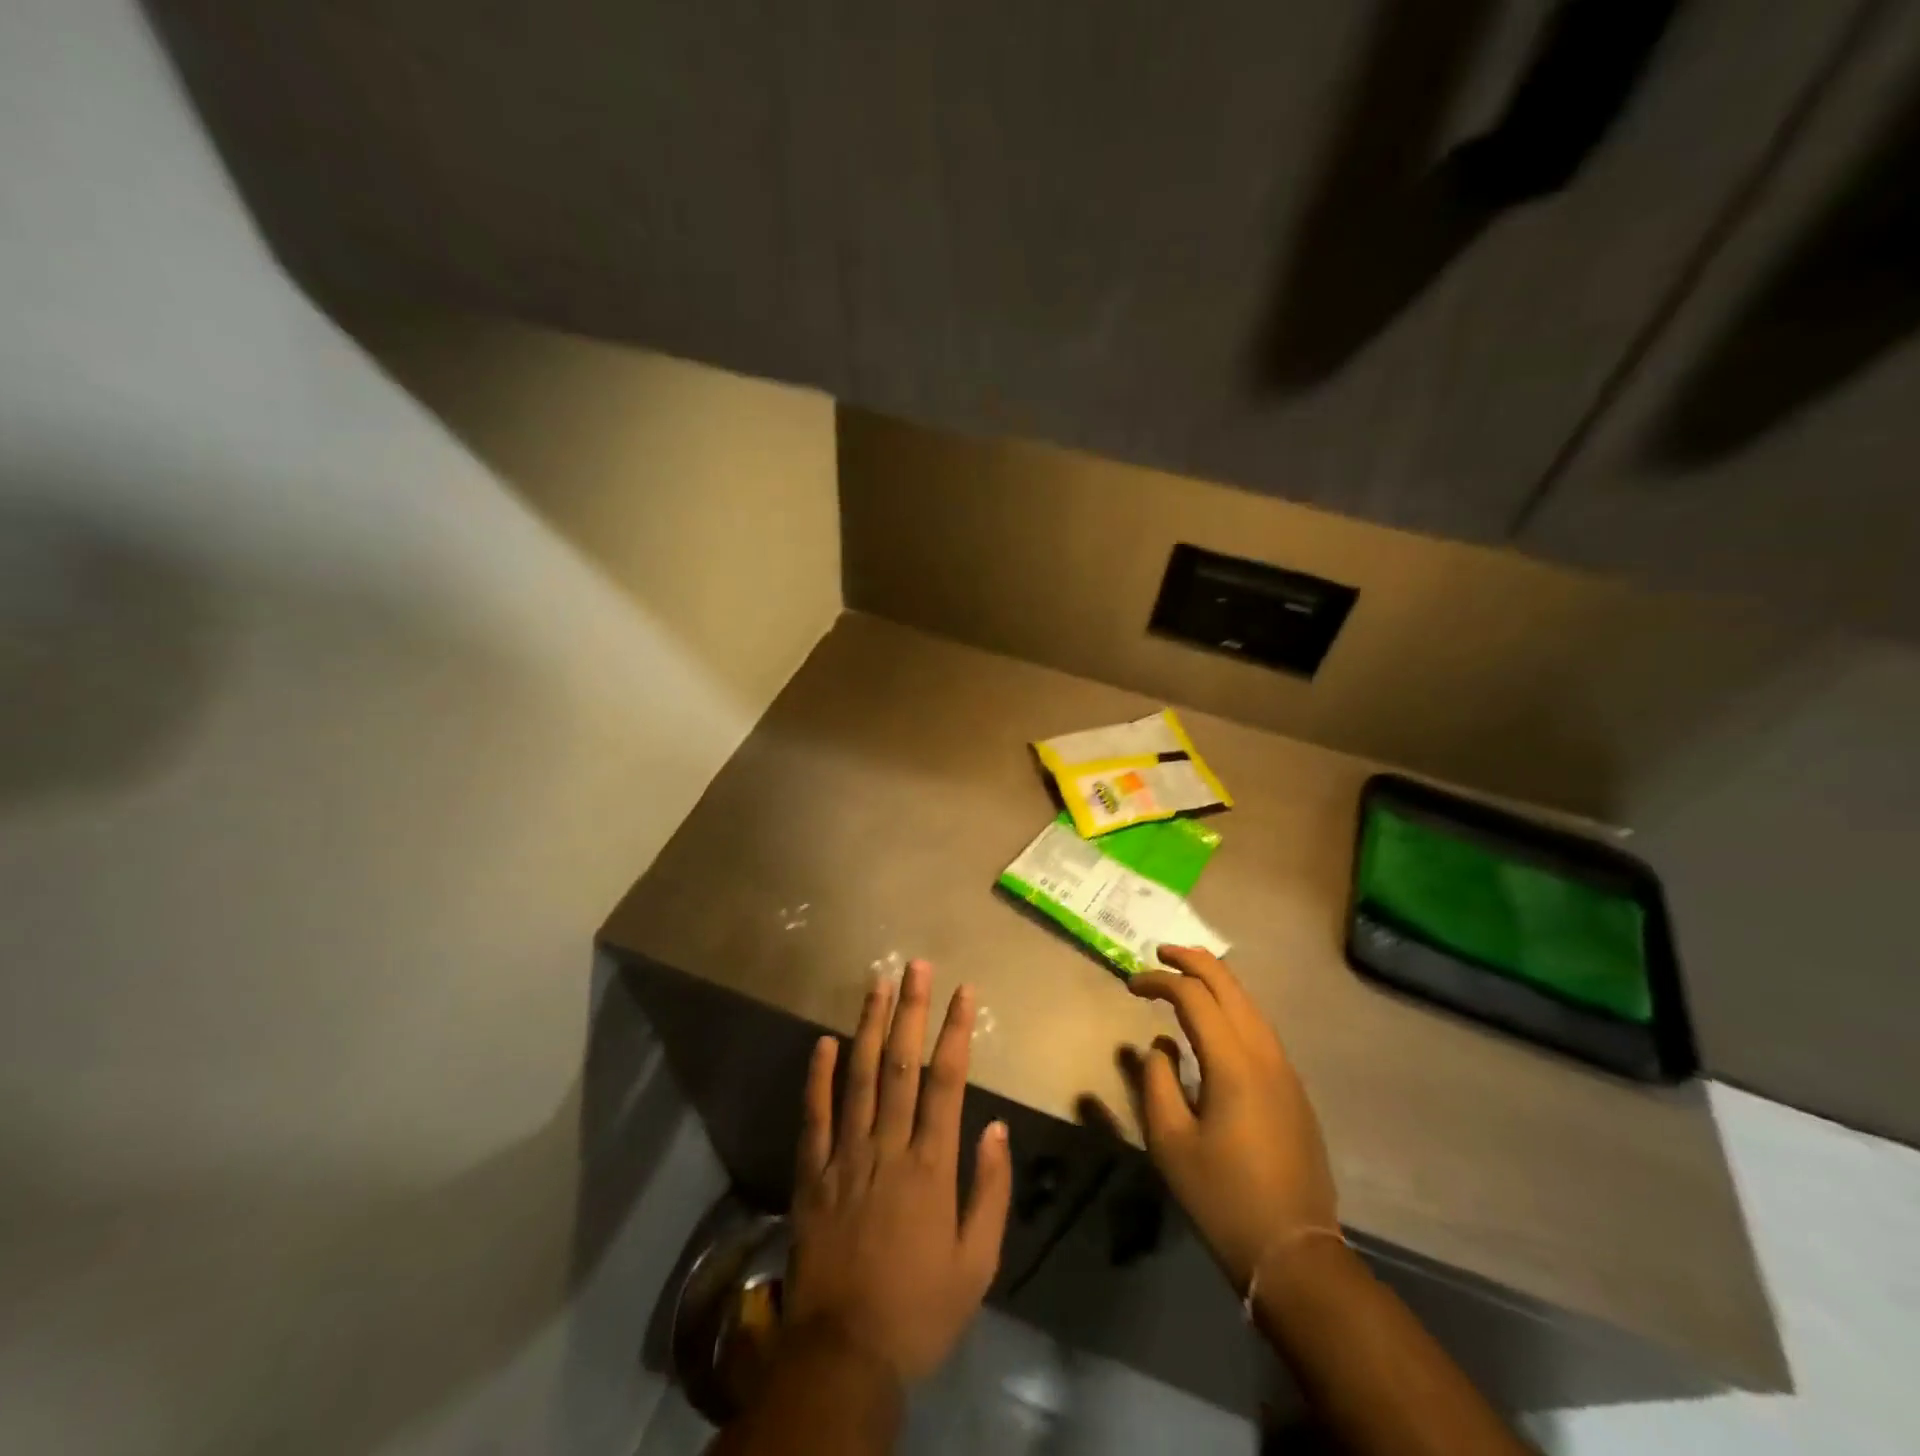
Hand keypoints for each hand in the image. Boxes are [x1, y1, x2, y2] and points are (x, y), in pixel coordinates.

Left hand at [785, 960, 1012, 1387]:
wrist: (844, 1356)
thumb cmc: (920, 1309)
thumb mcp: (977, 1263)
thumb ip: (990, 1190)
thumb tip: (993, 1126)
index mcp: (931, 1166)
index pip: (946, 1081)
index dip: (955, 1031)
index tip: (964, 992)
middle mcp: (888, 1147)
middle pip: (900, 1065)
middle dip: (910, 1010)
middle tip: (915, 965)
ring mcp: (844, 1157)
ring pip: (857, 1078)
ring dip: (867, 1026)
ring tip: (876, 984)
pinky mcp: (810, 1175)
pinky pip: (813, 1117)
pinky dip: (817, 1077)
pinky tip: (822, 1041)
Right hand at [1124, 946, 1337, 1291]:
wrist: (1295, 1252)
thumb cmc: (1223, 1198)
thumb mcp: (1170, 1142)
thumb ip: (1157, 1082)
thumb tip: (1160, 1045)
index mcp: (1233, 1063)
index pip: (1193, 996)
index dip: (1159, 981)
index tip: (1130, 985)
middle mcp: (1265, 1054)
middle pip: (1230, 985)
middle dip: (1193, 961)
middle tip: (1160, 953)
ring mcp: (1286, 1070)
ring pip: (1250, 1003)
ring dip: (1216, 981)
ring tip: (1185, 975)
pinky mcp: (1293, 1089)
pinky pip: (1260, 1028)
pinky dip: (1233, 1006)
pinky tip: (1215, 1020)